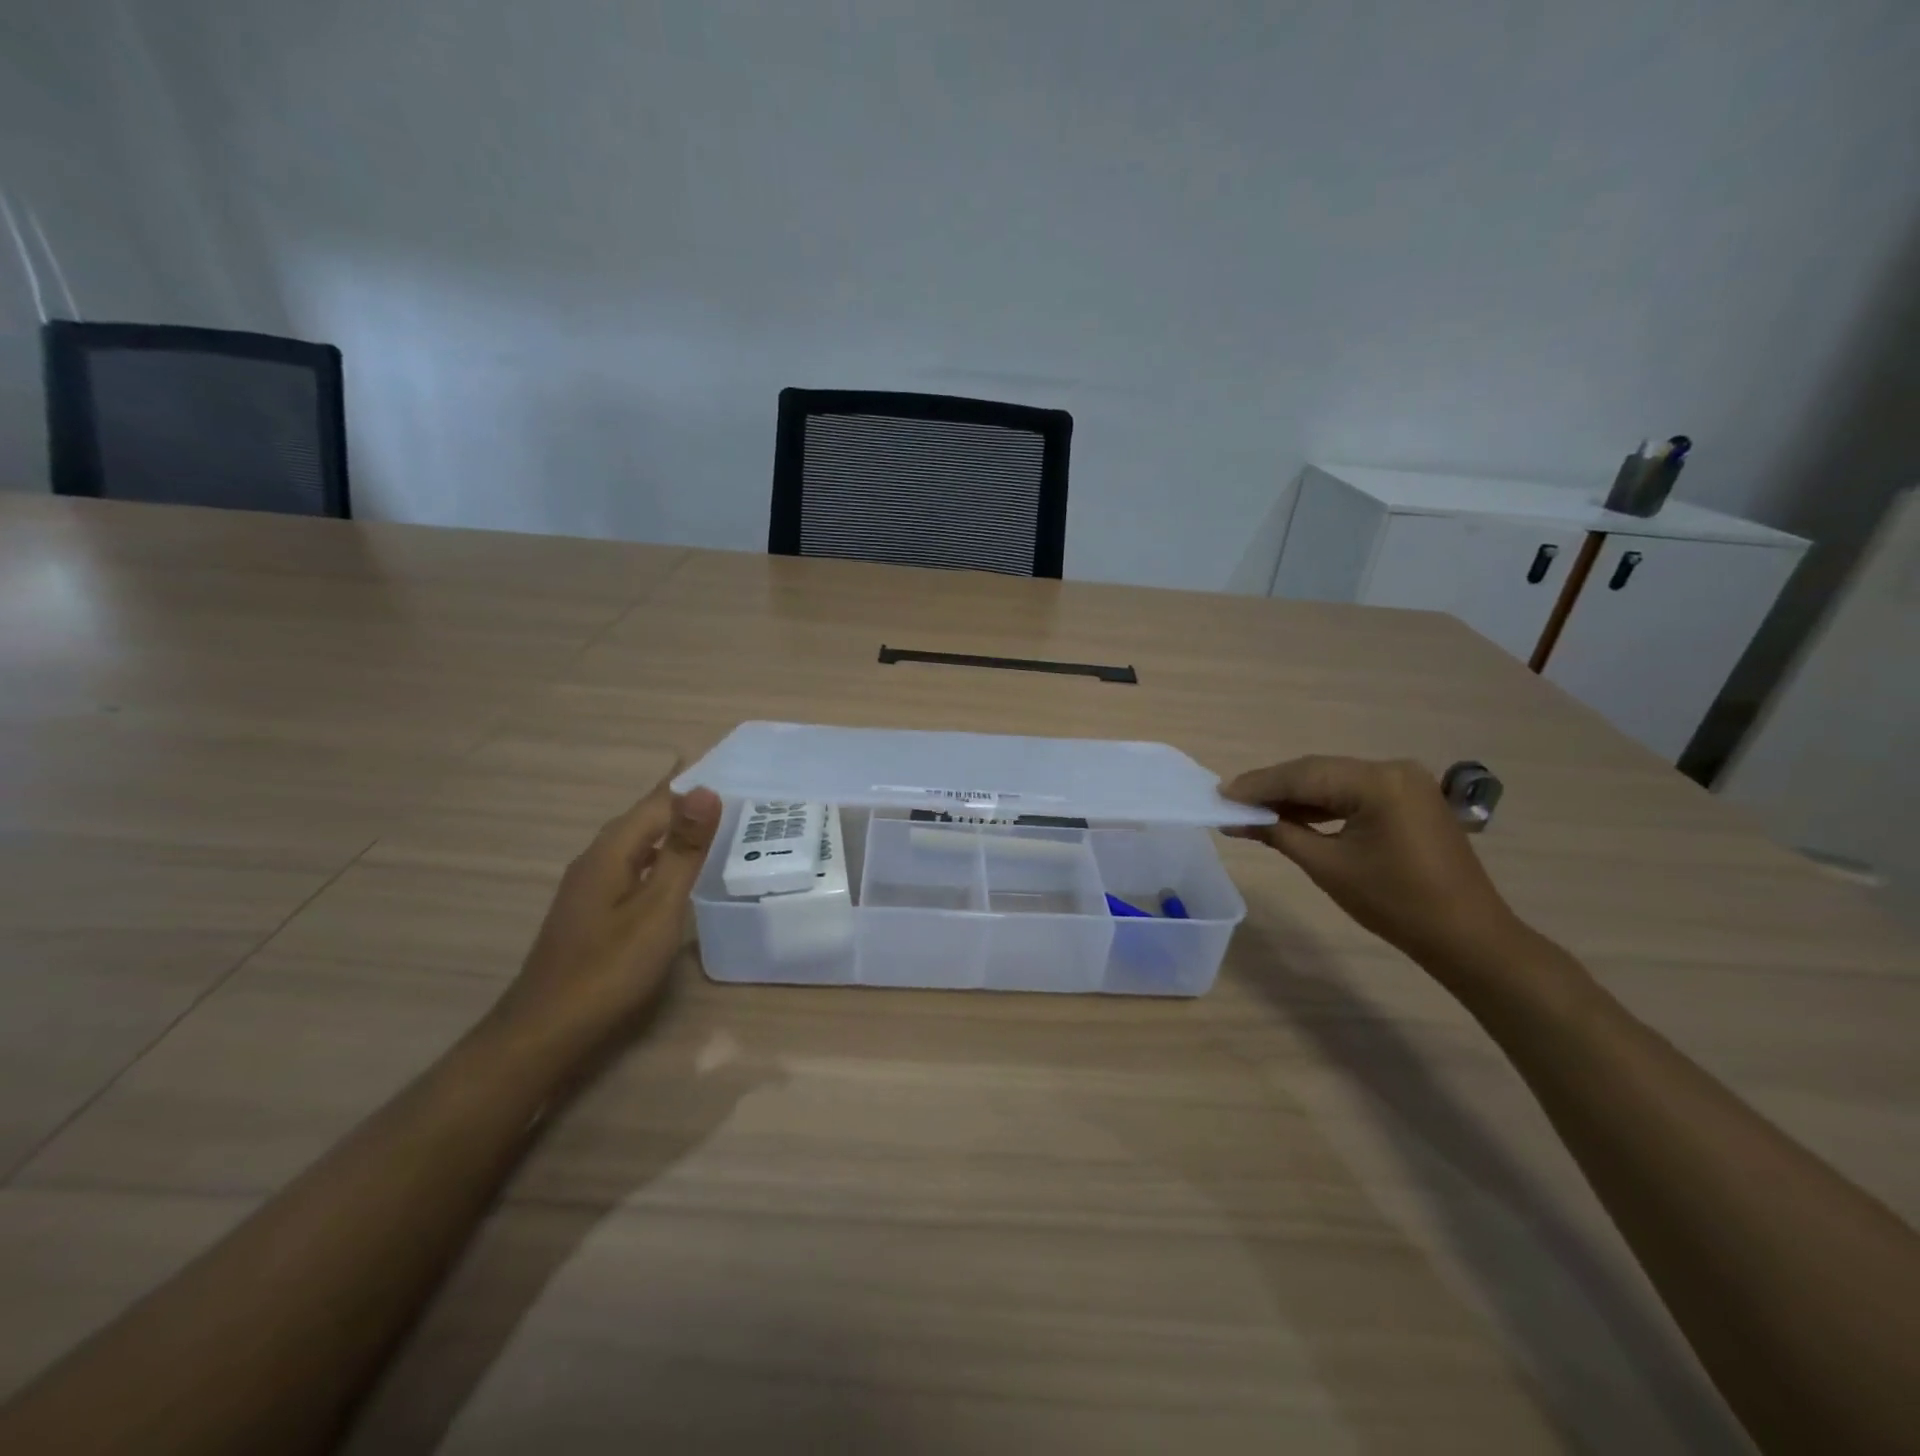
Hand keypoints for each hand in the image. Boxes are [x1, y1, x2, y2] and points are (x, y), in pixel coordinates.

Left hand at [490, 772, 722, 1053]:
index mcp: (612, 851)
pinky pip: (634, 866)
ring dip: (672, 828)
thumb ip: (682, 851)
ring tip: (712, 823)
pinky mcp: (593, 911)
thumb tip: (706, 790)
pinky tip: (675, 871)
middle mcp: (597, 859)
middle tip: (730, 790)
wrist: (546, 1032)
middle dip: (683, 800)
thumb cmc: (609, 967)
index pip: (659, 801)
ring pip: (638, 843)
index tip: (729, 765)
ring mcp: (590, 887)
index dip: (691, 782)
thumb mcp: (657, 907)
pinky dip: (660, 856)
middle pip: (645, 818)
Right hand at [1224, 756, 1521, 969]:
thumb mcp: (1328, 867)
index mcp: (1378, 782)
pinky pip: (1353, 793)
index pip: (1304, 775)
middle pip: (1317, 772)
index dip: (1258, 785)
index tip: (1220, 794)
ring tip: (1253, 810)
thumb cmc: (1395, 903)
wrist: (1468, 937)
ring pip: (1333, 781)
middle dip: (1273, 788)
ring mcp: (1405, 783)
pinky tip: (1292, 816)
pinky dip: (1321, 805)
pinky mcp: (1409, 800)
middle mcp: (1393, 769)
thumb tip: (1237, 817)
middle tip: (1231, 802)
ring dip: (1294, 796)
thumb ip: (1279, 833)